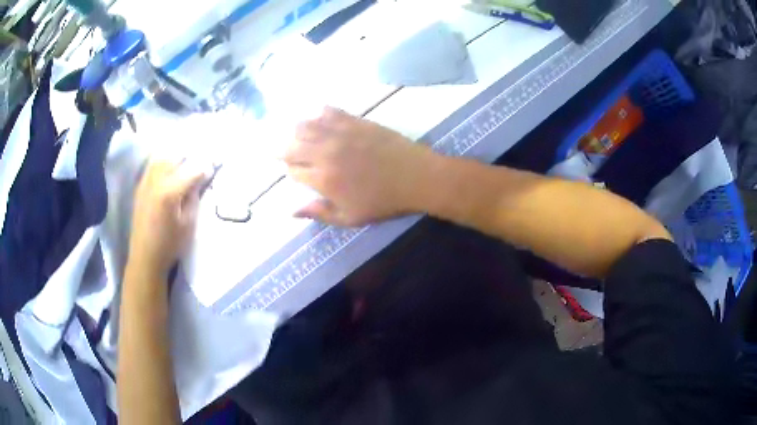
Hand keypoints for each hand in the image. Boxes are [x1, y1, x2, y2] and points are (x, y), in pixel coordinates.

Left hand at [128, 159, 207, 277]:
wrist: (145, 257)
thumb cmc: (169, 245)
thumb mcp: (188, 224)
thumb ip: (194, 198)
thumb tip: (199, 179)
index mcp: (169, 192)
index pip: (192, 170)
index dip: (205, 168)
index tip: (213, 170)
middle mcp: (156, 181)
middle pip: (176, 157)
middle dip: (190, 159)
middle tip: (200, 166)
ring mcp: (145, 182)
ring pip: (163, 157)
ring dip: (176, 158)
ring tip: (185, 165)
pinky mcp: (140, 186)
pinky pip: (152, 165)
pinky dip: (163, 162)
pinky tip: (169, 169)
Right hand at [284, 107, 438, 226]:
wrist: (416, 177)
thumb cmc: (384, 202)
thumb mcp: (350, 218)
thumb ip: (319, 213)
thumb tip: (290, 211)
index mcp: (323, 179)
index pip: (292, 171)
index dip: (291, 172)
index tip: (297, 173)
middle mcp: (325, 153)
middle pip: (291, 145)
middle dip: (284, 150)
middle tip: (286, 152)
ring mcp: (339, 133)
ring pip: (304, 125)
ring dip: (297, 131)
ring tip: (299, 135)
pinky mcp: (354, 120)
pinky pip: (328, 111)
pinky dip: (319, 114)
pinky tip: (321, 119)